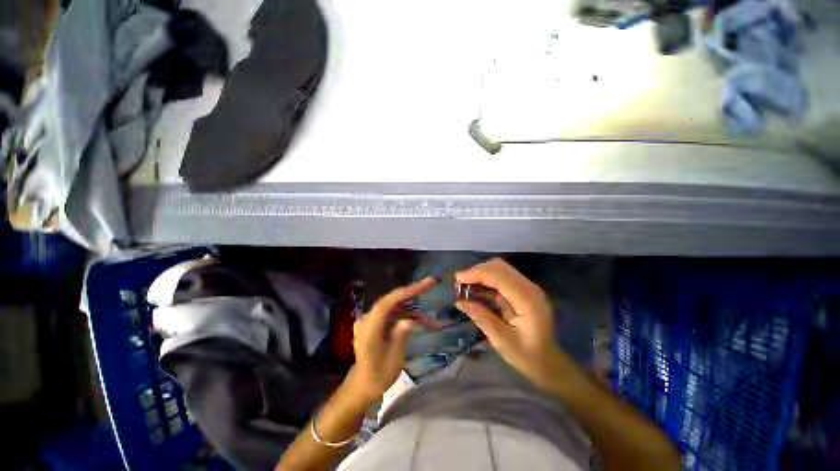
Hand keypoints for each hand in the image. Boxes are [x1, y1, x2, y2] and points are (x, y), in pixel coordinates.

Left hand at [347, 277, 436, 402]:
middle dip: (411, 292)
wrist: (362, 386)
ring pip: (393, 305)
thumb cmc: (378, 376)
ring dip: (410, 305)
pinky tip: (417, 318)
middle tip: (430, 284)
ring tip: (427, 306)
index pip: (387, 303)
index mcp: (369, 328)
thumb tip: (411, 320)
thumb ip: (400, 336)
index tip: (425, 284)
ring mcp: (369, 320)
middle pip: (391, 300)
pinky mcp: (374, 323)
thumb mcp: (393, 359)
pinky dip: (405, 312)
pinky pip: (391, 312)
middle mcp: (367, 319)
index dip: (406, 292)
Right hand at [455, 258, 564, 389]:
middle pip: (500, 267)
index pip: (500, 276)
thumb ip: (482, 318)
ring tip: (464, 286)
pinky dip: (486, 280)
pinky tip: (474, 290)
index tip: (457, 279)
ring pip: (500, 269)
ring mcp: (527, 288)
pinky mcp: (522, 290)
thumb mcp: (502, 341)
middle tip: (459, 283)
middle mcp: (530, 288)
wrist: (548, 362)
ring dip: (480, 274)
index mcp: (528, 301)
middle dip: (477, 271)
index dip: (477, 274)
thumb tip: (460, 302)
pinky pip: (501, 278)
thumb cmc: (527, 357)